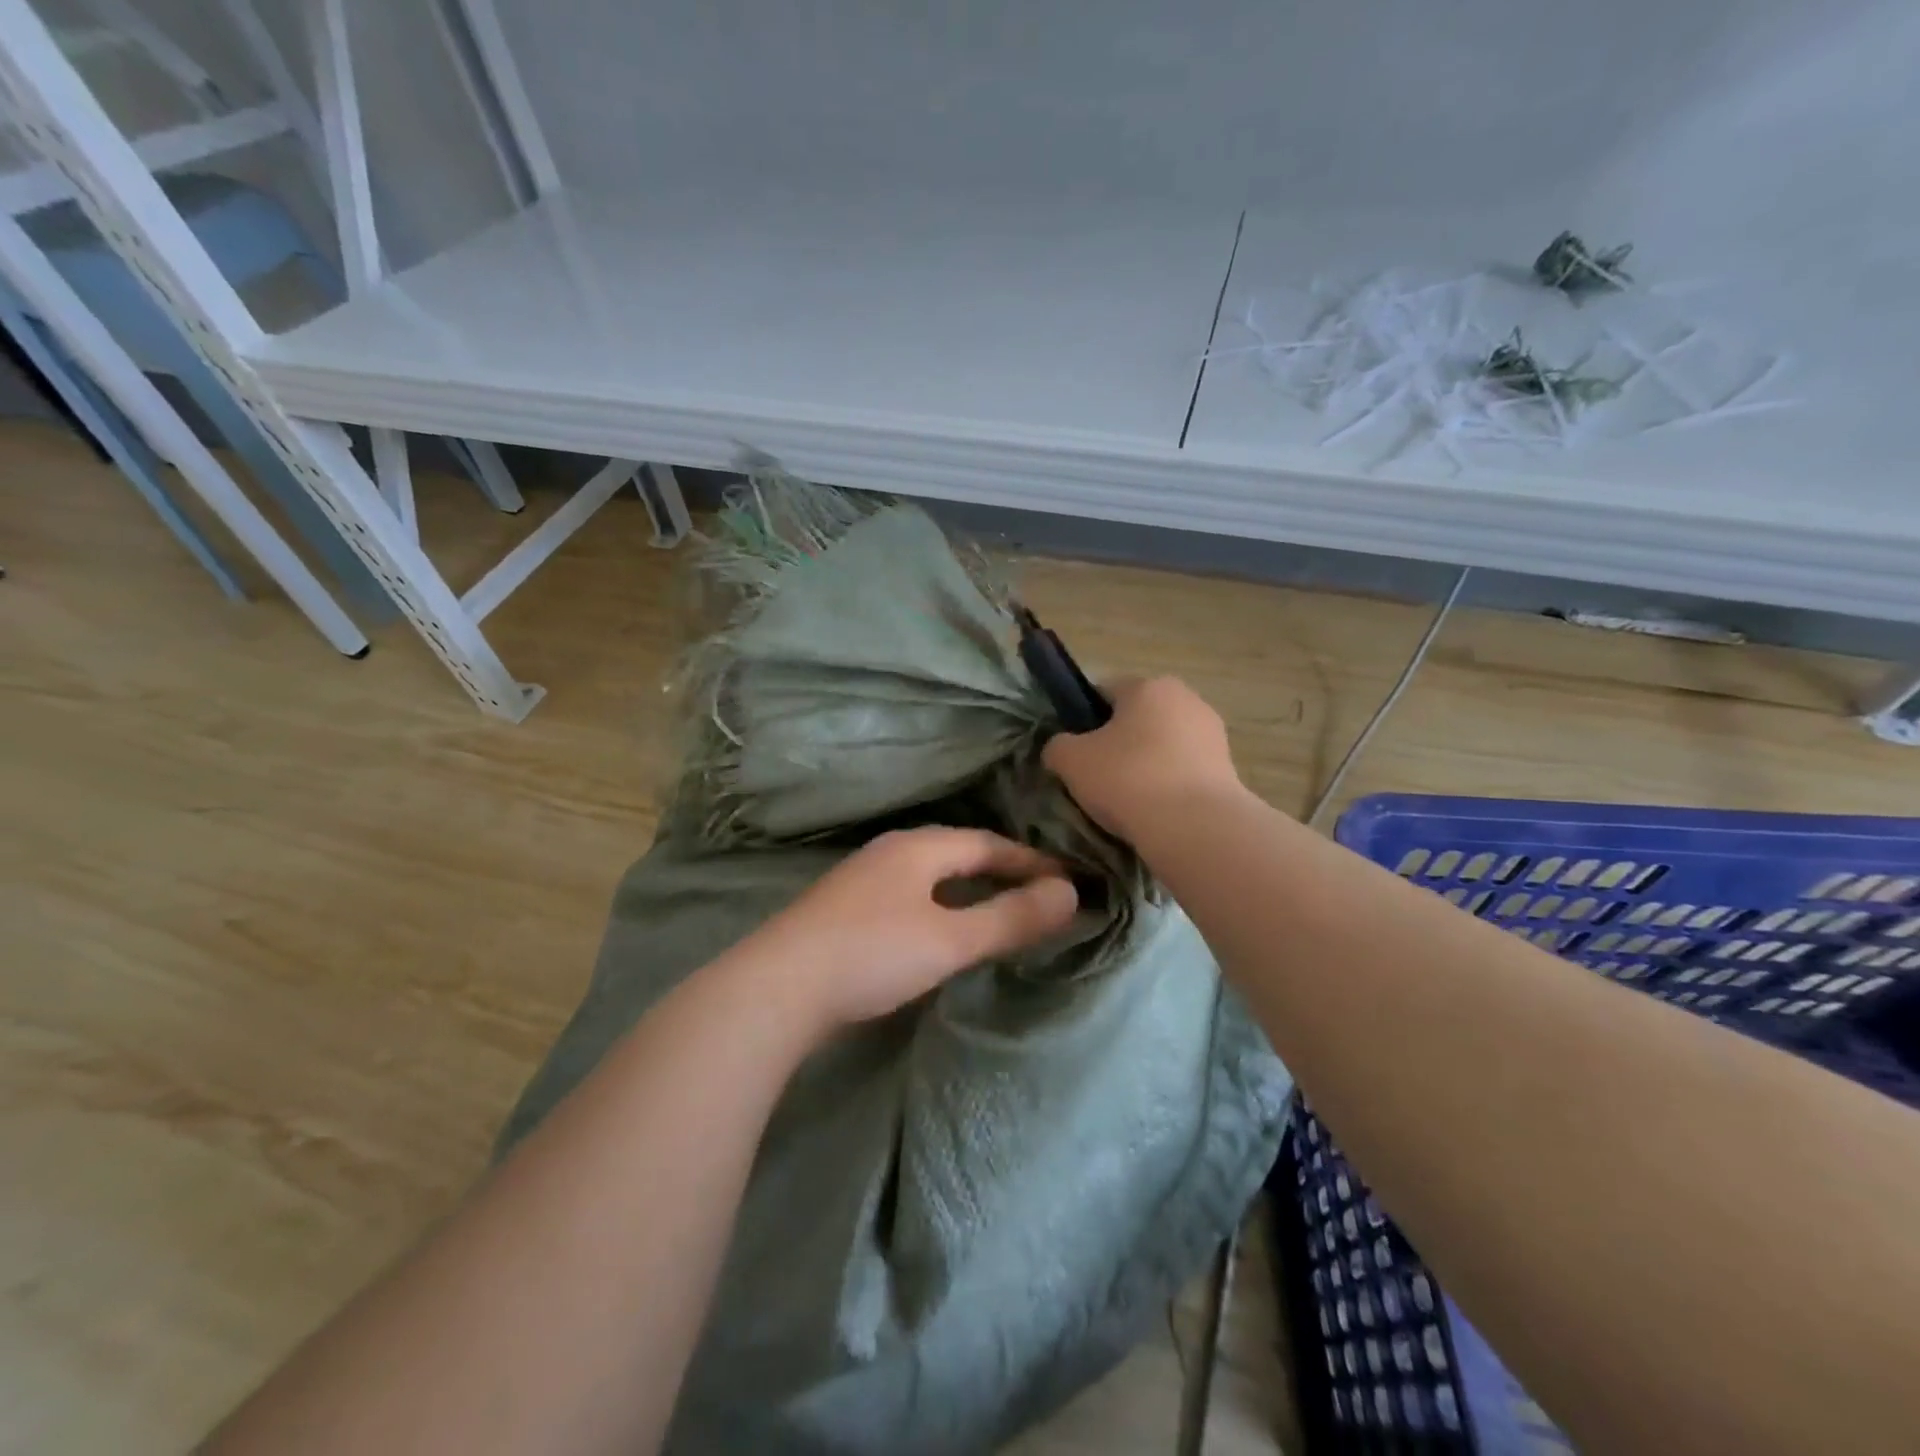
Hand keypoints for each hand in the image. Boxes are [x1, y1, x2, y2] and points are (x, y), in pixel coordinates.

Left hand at [738, 828, 1077, 1033]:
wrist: (777, 989)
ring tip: (999, 910)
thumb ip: (1010, 918)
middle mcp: (890, 853)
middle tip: (1040, 894)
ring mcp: (863, 880)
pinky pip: (910, 897)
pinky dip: (941, 906)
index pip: (988, 844)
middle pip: (958, 854)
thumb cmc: (872, 955)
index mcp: (918, 847)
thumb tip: (1069, 894)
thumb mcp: (950, 939)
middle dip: (1002, 871)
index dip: (1030, 861)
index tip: (1067, 880)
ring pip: (932, 876)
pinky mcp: (845, 911)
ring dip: (969, 889)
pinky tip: (941, 931)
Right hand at [1042, 676, 1244, 838]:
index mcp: (1148, 686)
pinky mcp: (1228, 768)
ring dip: (1145, 765)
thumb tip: (1061, 748)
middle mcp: (1186, 698)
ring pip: (1162, 745)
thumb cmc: (1128, 779)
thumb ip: (1058, 746)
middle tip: (1096, 778)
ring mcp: (1212, 733)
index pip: (1104, 691)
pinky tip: (1154, 812)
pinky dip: (1168, 785)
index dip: (1082, 718)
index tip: (1074, 751)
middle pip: (1137, 718)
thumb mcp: (1071, 761)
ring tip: (1126, 802)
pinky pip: (1183, 771)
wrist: (1195, 827)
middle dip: (1117, 743)